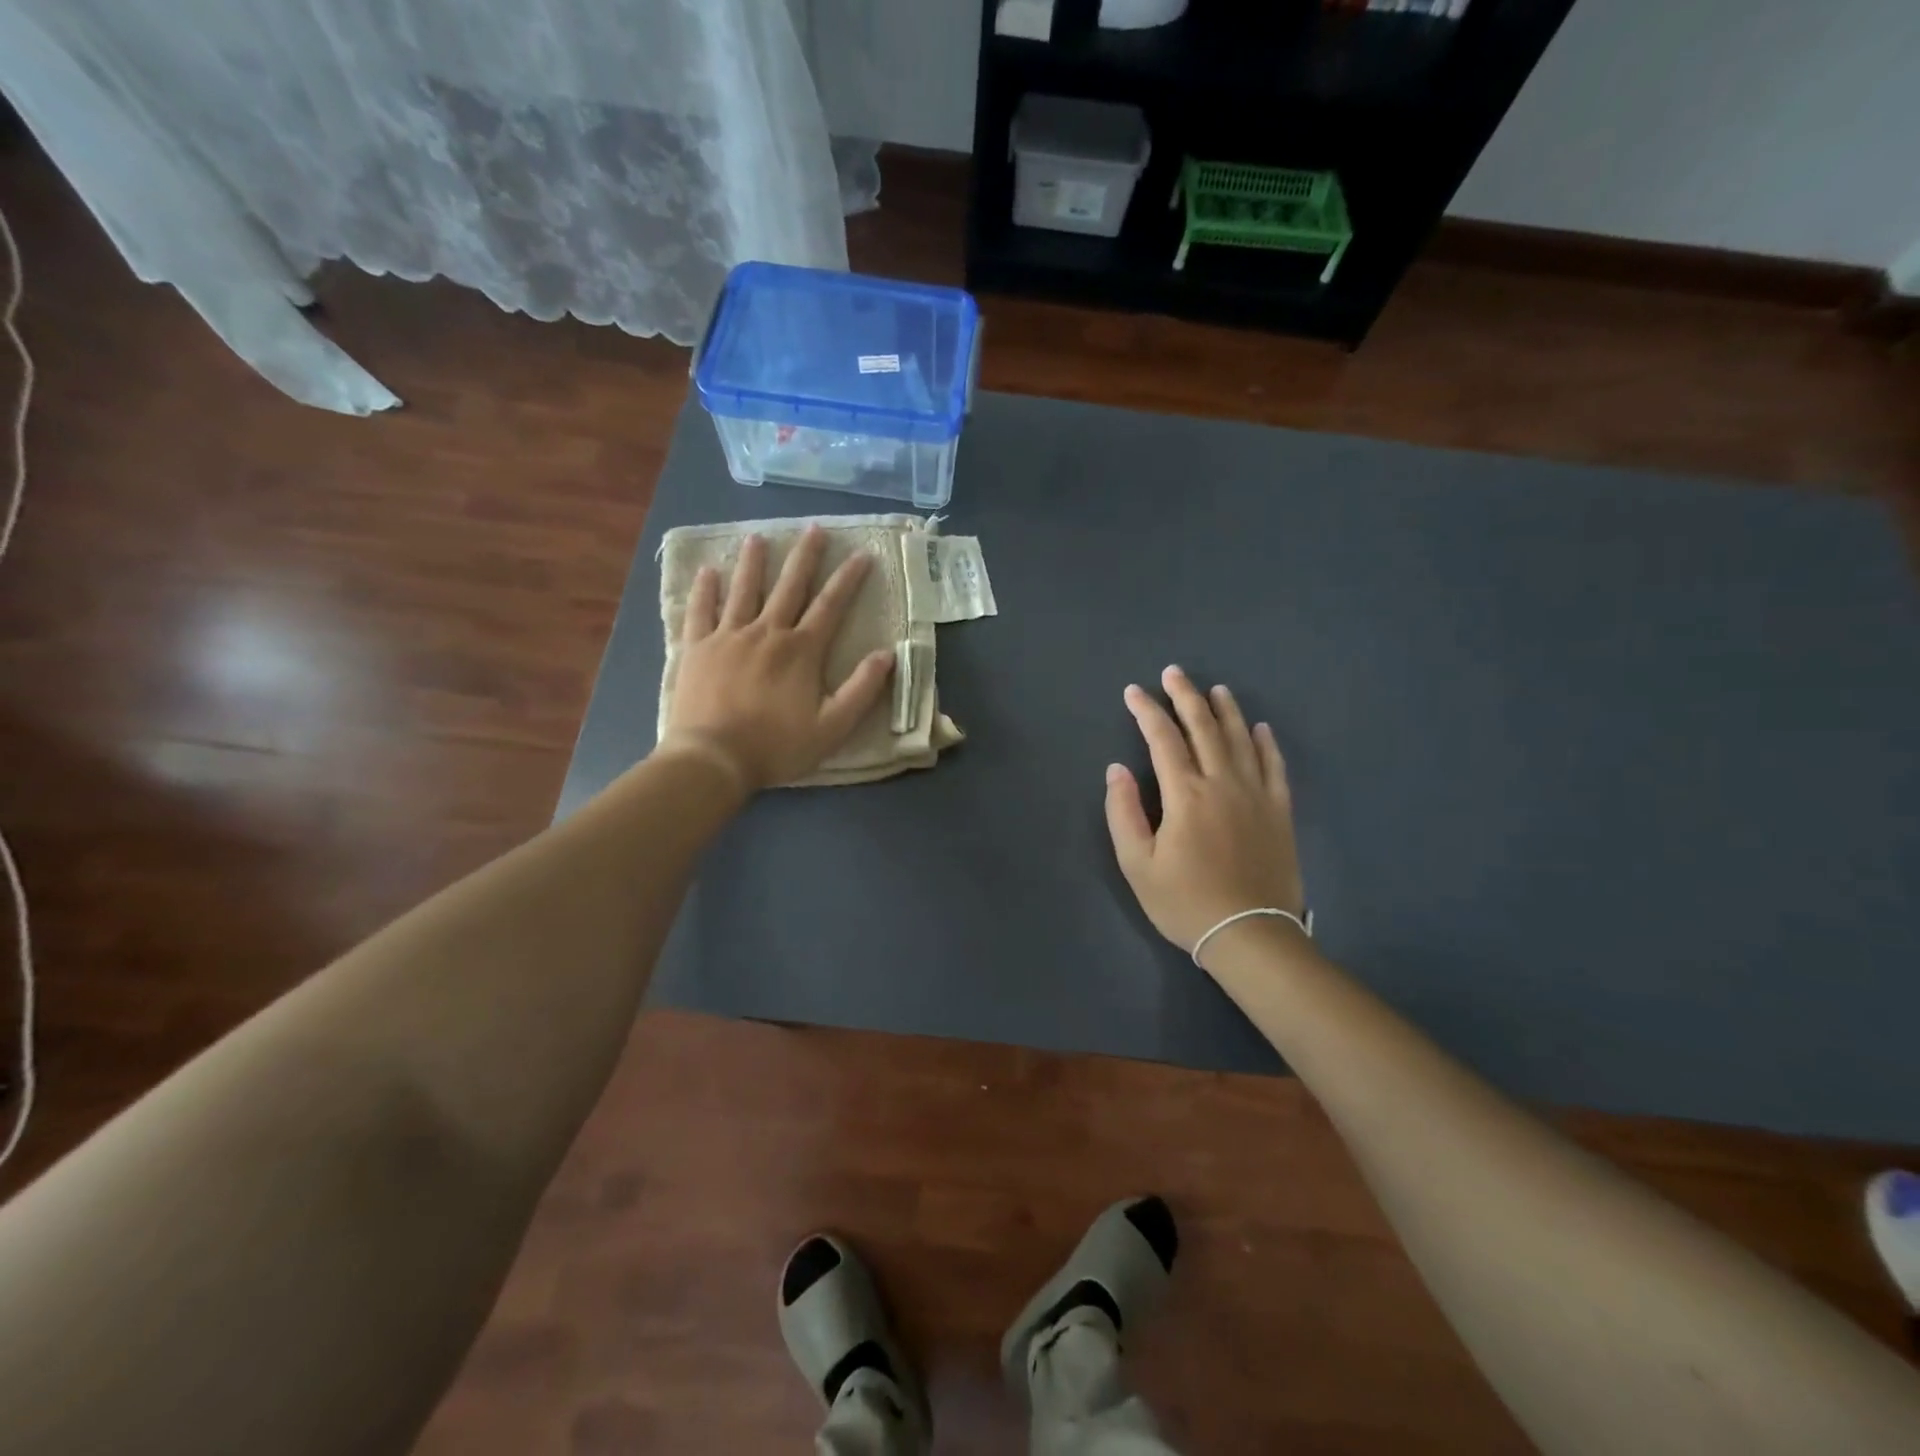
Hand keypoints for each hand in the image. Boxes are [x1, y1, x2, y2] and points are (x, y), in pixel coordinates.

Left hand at [660, 525, 894, 791]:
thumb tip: (887, 655)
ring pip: (743, 590)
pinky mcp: (697, 648)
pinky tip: (708, 572)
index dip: (848, 579)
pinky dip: (705, 590)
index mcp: (801, 650)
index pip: (830, 606)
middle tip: (814, 529)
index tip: (862, 555)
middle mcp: (767, 632)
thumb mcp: (832, 727)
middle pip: (789, 586)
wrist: (713, 758)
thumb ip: (862, 690)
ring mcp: (728, 637)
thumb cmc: (777, 746)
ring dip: (752, 562)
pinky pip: (701, 611)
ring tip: (757, 538)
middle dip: (805, 556)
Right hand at [1105, 666, 1305, 964]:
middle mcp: (1222, 783)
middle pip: (1203, 727)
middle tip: (1173, 673)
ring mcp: (1256, 794)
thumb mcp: (1137, 864)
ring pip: (1240, 739)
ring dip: (1225, 710)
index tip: (1133, 692)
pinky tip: (1260, 728)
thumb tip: (1117, 769)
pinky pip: (1274, 766)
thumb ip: (1123, 812)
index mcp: (1185, 794)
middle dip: (1185, 696)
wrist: (1250, 935)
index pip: (1163, 739)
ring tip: (1215, 689)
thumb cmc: (1185, 902)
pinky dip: (1266, 743)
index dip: (1146, 711)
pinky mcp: (1279, 811)